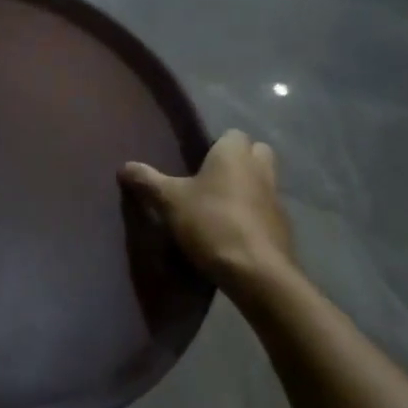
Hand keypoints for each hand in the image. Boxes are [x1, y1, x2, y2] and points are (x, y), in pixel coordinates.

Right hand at [120, 130, 297, 290]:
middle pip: (257, 153)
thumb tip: (123, 166)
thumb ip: (146, 181)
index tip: (198, 160)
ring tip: (219, 208)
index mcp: (235, 155)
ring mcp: (277, 200)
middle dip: (240, 161)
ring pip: (264, 183)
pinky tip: (233, 234)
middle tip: (212, 178)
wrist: (257, 273)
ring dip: (248, 190)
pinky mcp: (284, 230)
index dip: (217, 144)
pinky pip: (267, 213)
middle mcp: (261, 170)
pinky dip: (254, 217)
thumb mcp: (169, 201)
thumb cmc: (211, 223)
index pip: (233, 134)